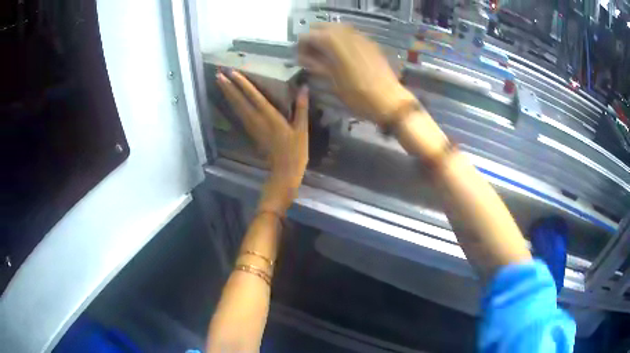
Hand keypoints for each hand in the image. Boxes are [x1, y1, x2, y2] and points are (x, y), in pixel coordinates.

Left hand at [216, 70, 308, 212]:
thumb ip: (301, 107)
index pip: (253, 96)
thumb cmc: (295, 150)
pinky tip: (229, 99)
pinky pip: (239, 114)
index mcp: (269, 117)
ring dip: (227, 94)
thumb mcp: (302, 129)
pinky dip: (232, 104)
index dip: (242, 84)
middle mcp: (256, 120)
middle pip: (238, 101)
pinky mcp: (250, 132)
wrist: (284, 171)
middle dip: (228, 87)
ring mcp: (251, 127)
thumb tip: (304, 87)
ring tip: (219, 82)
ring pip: (236, 107)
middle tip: (218, 74)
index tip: (232, 72)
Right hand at [298, 23, 416, 125]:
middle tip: (312, 55)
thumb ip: (316, 64)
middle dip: (314, 39)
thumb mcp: (332, 81)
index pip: (308, 36)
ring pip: (337, 29)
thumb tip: (303, 57)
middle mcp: (346, 34)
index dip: (301, 46)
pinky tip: (342, 55)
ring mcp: (360, 37)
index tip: (301, 59)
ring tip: (326, 55)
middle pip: (322, 27)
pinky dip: (341, 40)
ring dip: (328, 38)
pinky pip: (350, 35)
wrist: (389, 100)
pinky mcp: (370, 43)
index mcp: (333, 42)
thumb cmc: (358, 95)